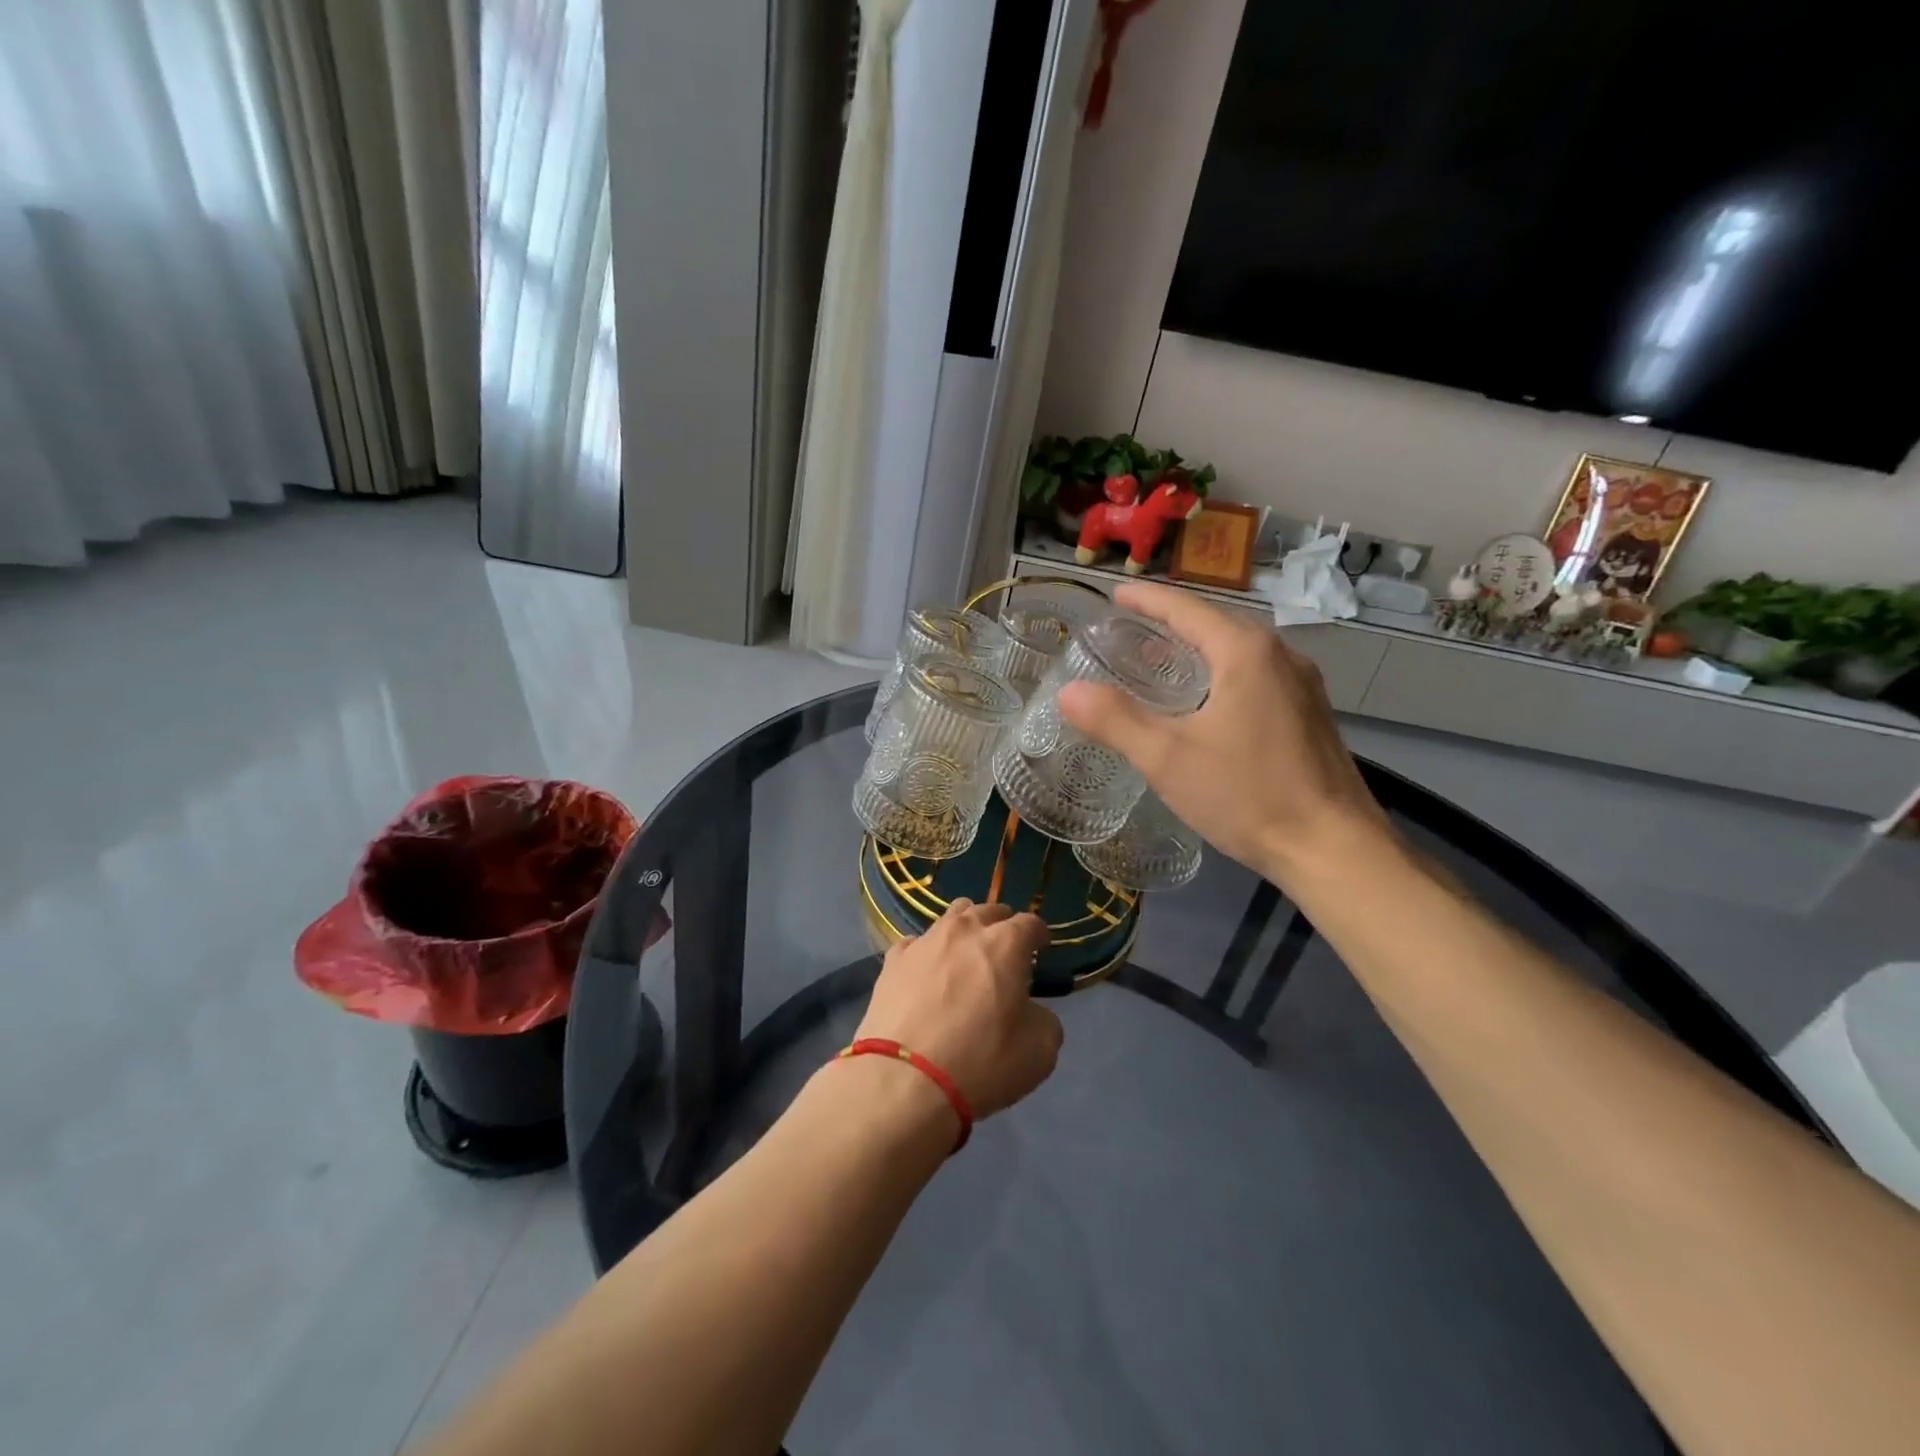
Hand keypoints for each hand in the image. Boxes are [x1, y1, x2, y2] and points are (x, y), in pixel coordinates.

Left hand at [855, 900, 1061, 1119]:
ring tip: (965, 954)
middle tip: (1005, 950)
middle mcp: (964, 931)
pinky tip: (926, 974)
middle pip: (988, 911)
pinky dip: (927, 953)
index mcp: (1005, 944)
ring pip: (950, 917)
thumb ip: (1044, 1020)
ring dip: (964, 930)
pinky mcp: (893, 961)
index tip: (1041, 948)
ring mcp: (925, 942)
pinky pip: (916, 944)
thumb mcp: (1040, 1052)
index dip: (1039, 935)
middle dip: (1001, 925)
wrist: (903, 1080)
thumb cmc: (981, 1062)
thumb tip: (1030, 1011)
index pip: (1030, 923)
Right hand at [1058, 581, 1389, 883]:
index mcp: (1245, 652)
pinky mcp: (1310, 715)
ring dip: (1198, 649)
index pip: (1186, 608)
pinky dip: (1221, 673)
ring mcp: (1302, 686)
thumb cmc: (1247, 795)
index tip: (1115, 595)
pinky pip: (1257, 676)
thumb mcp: (1168, 759)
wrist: (1334, 849)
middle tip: (1128, 633)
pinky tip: (1206, 702)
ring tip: (1159, 663)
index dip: (1147, 600)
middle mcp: (1280, 656)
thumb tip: (1069, 692)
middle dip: (1170, 623)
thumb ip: (1116, 721)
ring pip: (1239, 652)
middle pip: (1215, 624)